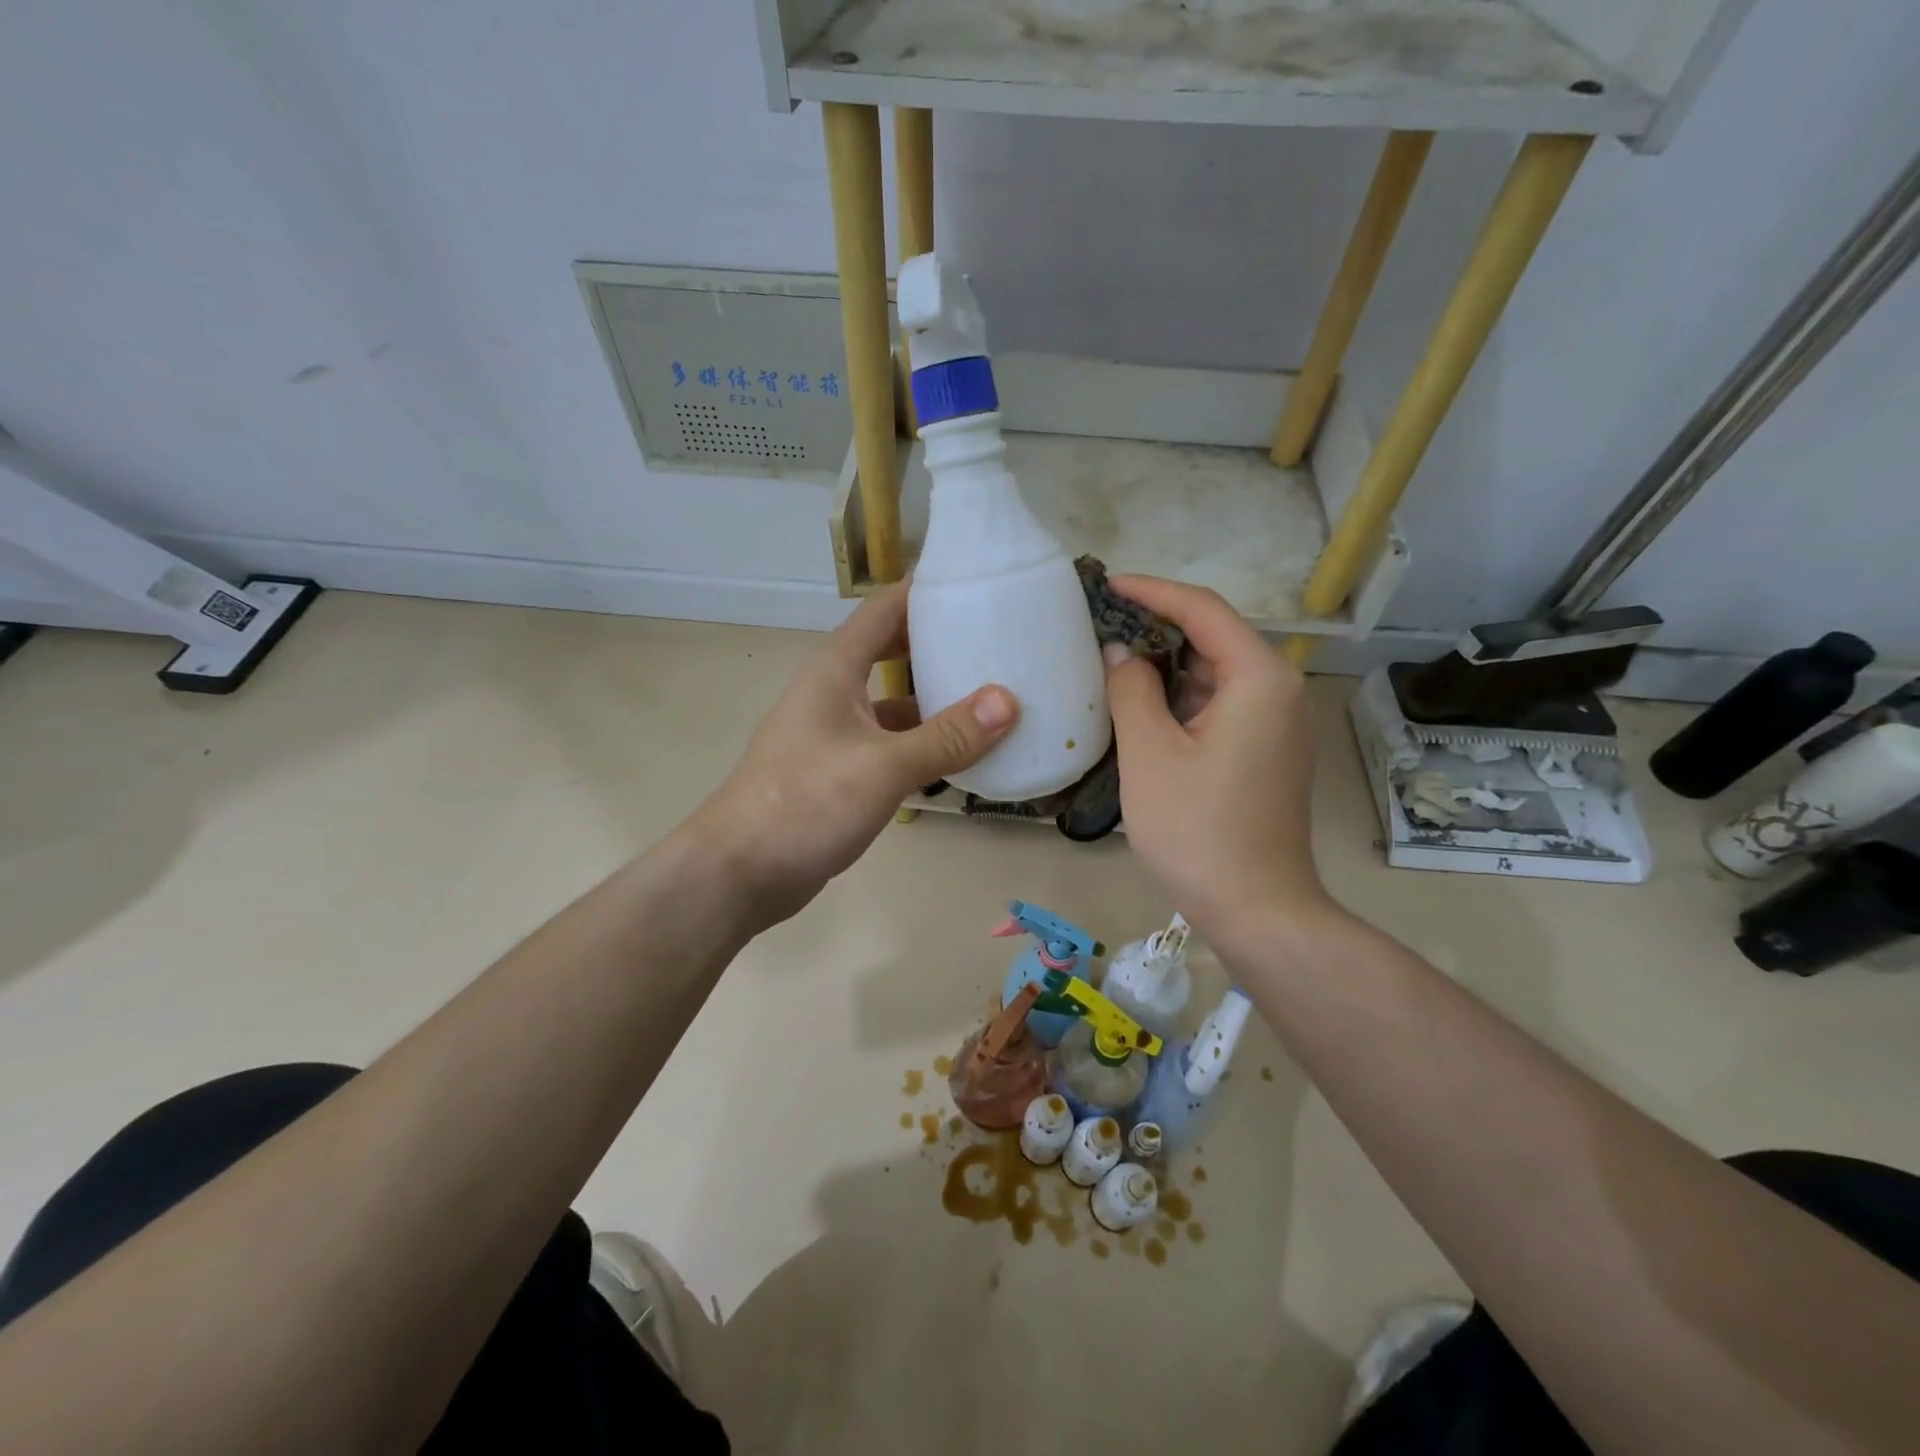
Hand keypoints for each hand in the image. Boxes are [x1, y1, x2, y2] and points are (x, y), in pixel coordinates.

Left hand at [686, 583, 1017, 926]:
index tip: (976, 581)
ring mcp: (835, 733)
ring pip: (894, 702)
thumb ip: (946, 736)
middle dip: (939, 643)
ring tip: (992, 698)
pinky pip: (891, 744)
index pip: (885, 608)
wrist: (740, 871)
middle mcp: (834, 691)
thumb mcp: (883, 767)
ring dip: (936, 700)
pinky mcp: (839, 771)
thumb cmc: (806, 803)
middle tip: (997, 641)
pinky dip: (922, 745)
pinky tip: (959, 758)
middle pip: (892, 650)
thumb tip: (1008, 701)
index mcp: (835, 669)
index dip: (925, 589)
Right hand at [1102, 576, 1328, 938]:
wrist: (1256, 909)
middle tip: (1100, 625)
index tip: (1107, 584)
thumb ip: (1131, 690)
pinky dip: (1182, 698)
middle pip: (1214, 638)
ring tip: (1112, 662)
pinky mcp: (1267, 751)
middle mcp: (1279, 690)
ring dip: (1167, 666)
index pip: (1204, 610)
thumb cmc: (1197, 829)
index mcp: (1259, 679)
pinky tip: (1142, 706)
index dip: (1152, 591)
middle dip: (1157, 628)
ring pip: (1215, 674)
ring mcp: (1277, 724)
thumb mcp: (1149, 754)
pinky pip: (1221, 705)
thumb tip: (1120, 653)